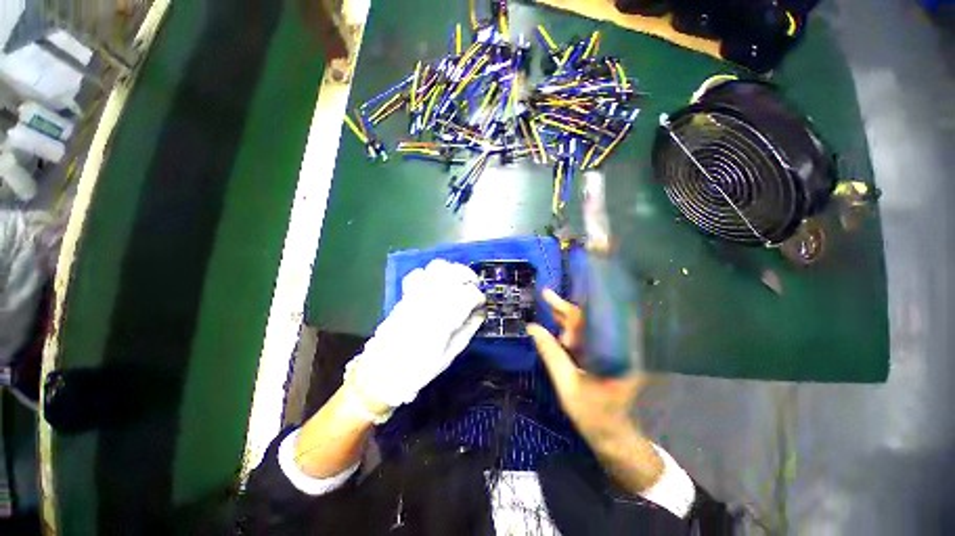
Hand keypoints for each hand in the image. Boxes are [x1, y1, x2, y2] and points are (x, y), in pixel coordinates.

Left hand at [345, 259, 485, 408]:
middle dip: (469, 276)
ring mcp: (417, 293)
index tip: (481, 305)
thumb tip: (480, 313)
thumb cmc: (420, 367)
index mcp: (445, 316)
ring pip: (438, 267)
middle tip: (473, 287)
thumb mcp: (450, 354)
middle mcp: (432, 299)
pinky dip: (430, 273)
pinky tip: (435, 284)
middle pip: (455, 273)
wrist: (383, 370)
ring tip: (458, 281)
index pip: (469, 294)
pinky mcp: (406, 294)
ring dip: (452, 270)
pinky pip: (419, 273)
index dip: (479, 297)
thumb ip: (468, 330)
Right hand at [529, 289, 662, 491]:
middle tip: (546, 295)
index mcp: (614, 353)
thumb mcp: (566, 383)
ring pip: (586, 328)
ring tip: (549, 304)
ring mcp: (611, 352)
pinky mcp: (604, 356)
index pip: (589, 322)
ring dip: (566, 318)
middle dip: (565, 309)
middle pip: (589, 321)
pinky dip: (570, 330)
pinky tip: (557, 325)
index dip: (567, 310)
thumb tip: (532, 328)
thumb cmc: (592, 413)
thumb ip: (551, 353)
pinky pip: (586, 337)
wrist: (611, 434)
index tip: (550, 296)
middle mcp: (616, 348)